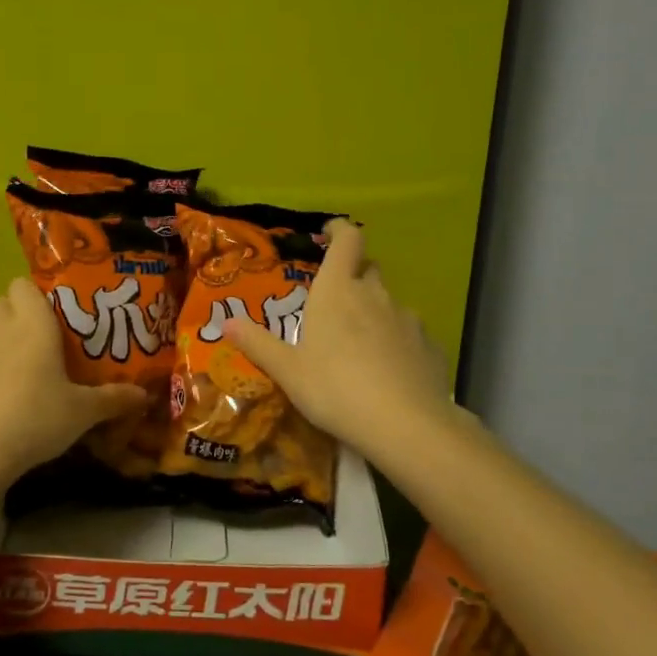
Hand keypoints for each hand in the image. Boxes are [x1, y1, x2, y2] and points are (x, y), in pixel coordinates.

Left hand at [0, 277, 148, 482]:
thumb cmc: (37, 421)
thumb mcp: (83, 413)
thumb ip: (114, 399)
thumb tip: (146, 395)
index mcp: (34, 324)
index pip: (26, 286)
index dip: (33, 297)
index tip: (46, 318)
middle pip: (1, 299)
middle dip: (11, 312)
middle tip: (26, 340)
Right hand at [225, 220, 458, 461]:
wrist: (406, 425)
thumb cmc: (335, 389)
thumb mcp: (288, 371)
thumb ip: (258, 344)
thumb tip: (227, 322)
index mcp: (338, 291)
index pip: (347, 240)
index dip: (338, 230)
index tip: (328, 233)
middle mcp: (375, 295)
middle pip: (368, 269)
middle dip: (353, 275)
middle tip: (334, 301)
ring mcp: (407, 319)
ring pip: (389, 303)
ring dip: (374, 312)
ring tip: (359, 344)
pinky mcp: (429, 346)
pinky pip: (409, 334)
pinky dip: (396, 342)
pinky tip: (388, 370)